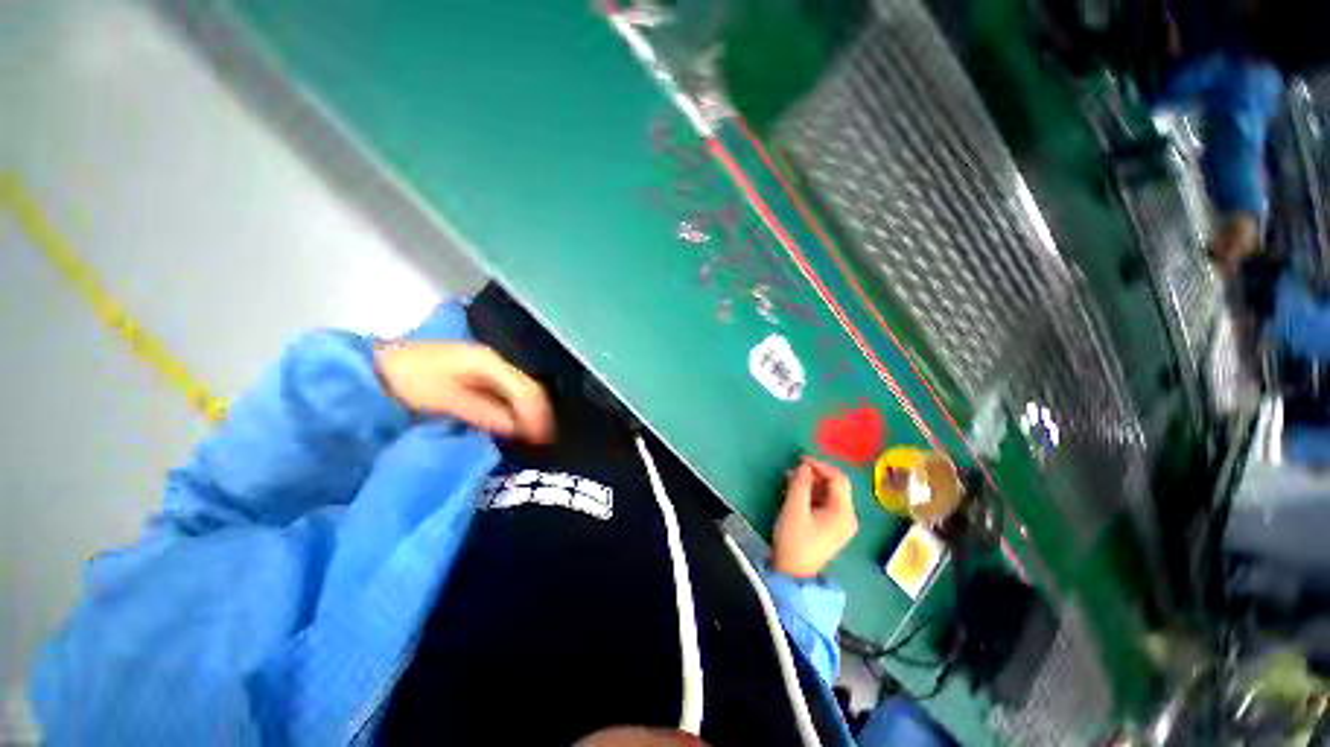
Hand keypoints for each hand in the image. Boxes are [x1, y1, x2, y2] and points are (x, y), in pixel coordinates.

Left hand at [375, 341, 554, 443]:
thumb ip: (483, 412)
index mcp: (489, 362)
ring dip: (528, 415)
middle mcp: (495, 362)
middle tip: (543, 443)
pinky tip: (514, 427)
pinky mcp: (480, 377)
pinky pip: (508, 395)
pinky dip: (515, 412)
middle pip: (529, 389)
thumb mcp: (443, 399)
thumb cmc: (407, 382)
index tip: (542, 442)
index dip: (537, 417)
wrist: (374, 368)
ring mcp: (488, 368)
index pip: (527, 390)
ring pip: (521, 392)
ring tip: (533, 439)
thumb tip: (517, 429)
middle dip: (538, 416)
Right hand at [771, 457, 858, 578]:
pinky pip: (825, 503)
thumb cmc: (795, 540)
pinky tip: (796, 493)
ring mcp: (841, 524)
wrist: (793, 573)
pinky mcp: (832, 528)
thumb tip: (804, 466)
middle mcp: (848, 516)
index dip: (820, 465)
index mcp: (844, 512)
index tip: (799, 460)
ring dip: (811, 484)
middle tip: (793, 471)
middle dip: (815, 475)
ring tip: (791, 481)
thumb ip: (800, 483)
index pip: (838, 478)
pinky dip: (812, 494)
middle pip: (835, 485)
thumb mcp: (794, 509)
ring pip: (829, 493)